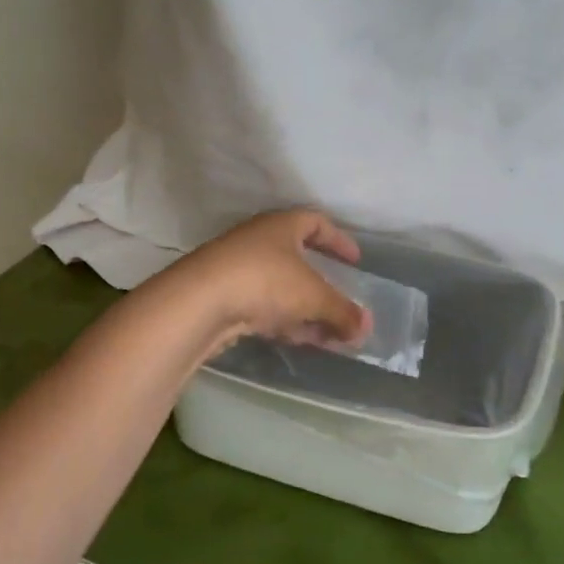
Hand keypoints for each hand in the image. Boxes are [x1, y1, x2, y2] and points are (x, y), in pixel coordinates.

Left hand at [163, 209, 372, 355]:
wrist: (198, 303)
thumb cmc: (264, 281)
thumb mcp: (313, 296)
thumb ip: (342, 311)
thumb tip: (366, 327)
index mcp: (282, 226)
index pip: (316, 223)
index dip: (338, 241)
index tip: (355, 261)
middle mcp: (259, 241)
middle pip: (299, 260)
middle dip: (325, 288)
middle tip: (344, 308)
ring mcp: (238, 269)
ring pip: (282, 288)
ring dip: (307, 310)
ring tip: (329, 336)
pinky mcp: (224, 297)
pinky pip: (264, 306)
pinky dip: (284, 320)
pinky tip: (298, 340)